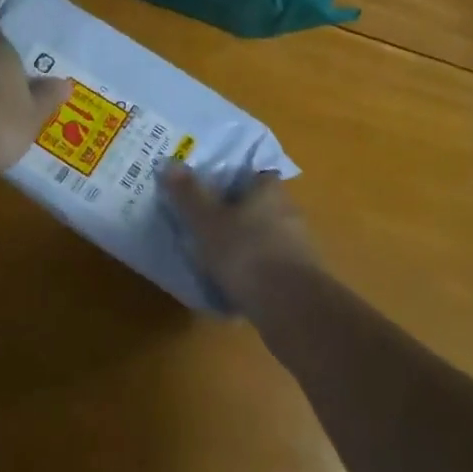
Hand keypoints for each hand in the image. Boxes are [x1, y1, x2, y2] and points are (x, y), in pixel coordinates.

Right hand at [161, 164, 318, 314]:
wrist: (292, 308)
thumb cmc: (246, 252)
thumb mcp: (207, 222)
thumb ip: (189, 194)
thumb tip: (169, 163)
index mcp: (270, 189)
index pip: (254, 174)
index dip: (233, 181)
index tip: (211, 192)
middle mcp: (289, 210)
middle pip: (259, 207)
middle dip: (237, 217)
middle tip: (207, 229)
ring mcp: (300, 246)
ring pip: (265, 239)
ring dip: (246, 248)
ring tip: (216, 264)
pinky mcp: (302, 278)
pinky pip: (272, 269)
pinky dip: (255, 276)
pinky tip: (235, 291)